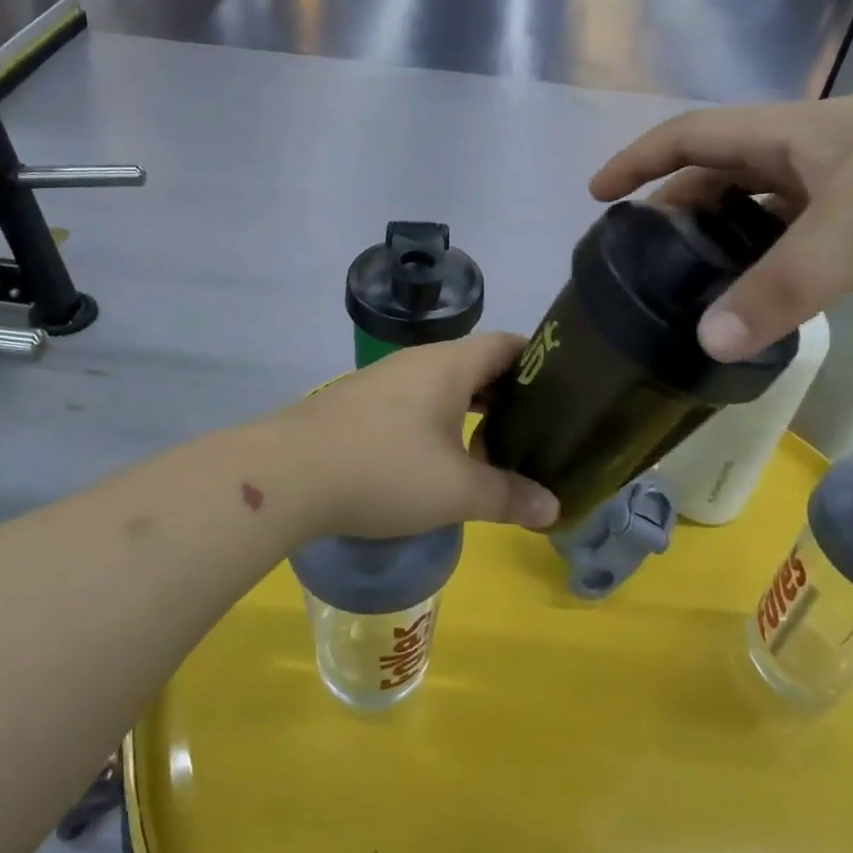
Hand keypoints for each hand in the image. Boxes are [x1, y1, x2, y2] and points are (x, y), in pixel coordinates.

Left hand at [280, 333, 560, 539]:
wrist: (287, 474)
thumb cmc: (385, 470)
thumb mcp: (456, 491)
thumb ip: (508, 497)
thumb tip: (553, 509)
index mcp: (449, 365)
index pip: (506, 344)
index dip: (539, 361)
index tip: (565, 389)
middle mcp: (417, 362)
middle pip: (475, 364)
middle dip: (507, 394)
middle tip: (538, 427)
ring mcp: (382, 381)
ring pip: (441, 385)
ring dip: (469, 410)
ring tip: (494, 446)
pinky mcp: (357, 404)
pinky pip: (412, 402)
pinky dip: (436, 421)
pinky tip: (438, 458)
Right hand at [591, 67, 852, 361]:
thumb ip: (780, 285)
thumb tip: (707, 341)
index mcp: (786, 137)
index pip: (689, 137)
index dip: (639, 160)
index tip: (598, 194)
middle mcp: (805, 158)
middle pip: (718, 177)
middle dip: (675, 208)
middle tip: (642, 257)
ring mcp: (843, 190)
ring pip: (760, 216)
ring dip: (724, 244)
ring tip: (689, 287)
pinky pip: (801, 245)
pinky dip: (773, 268)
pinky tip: (761, 301)